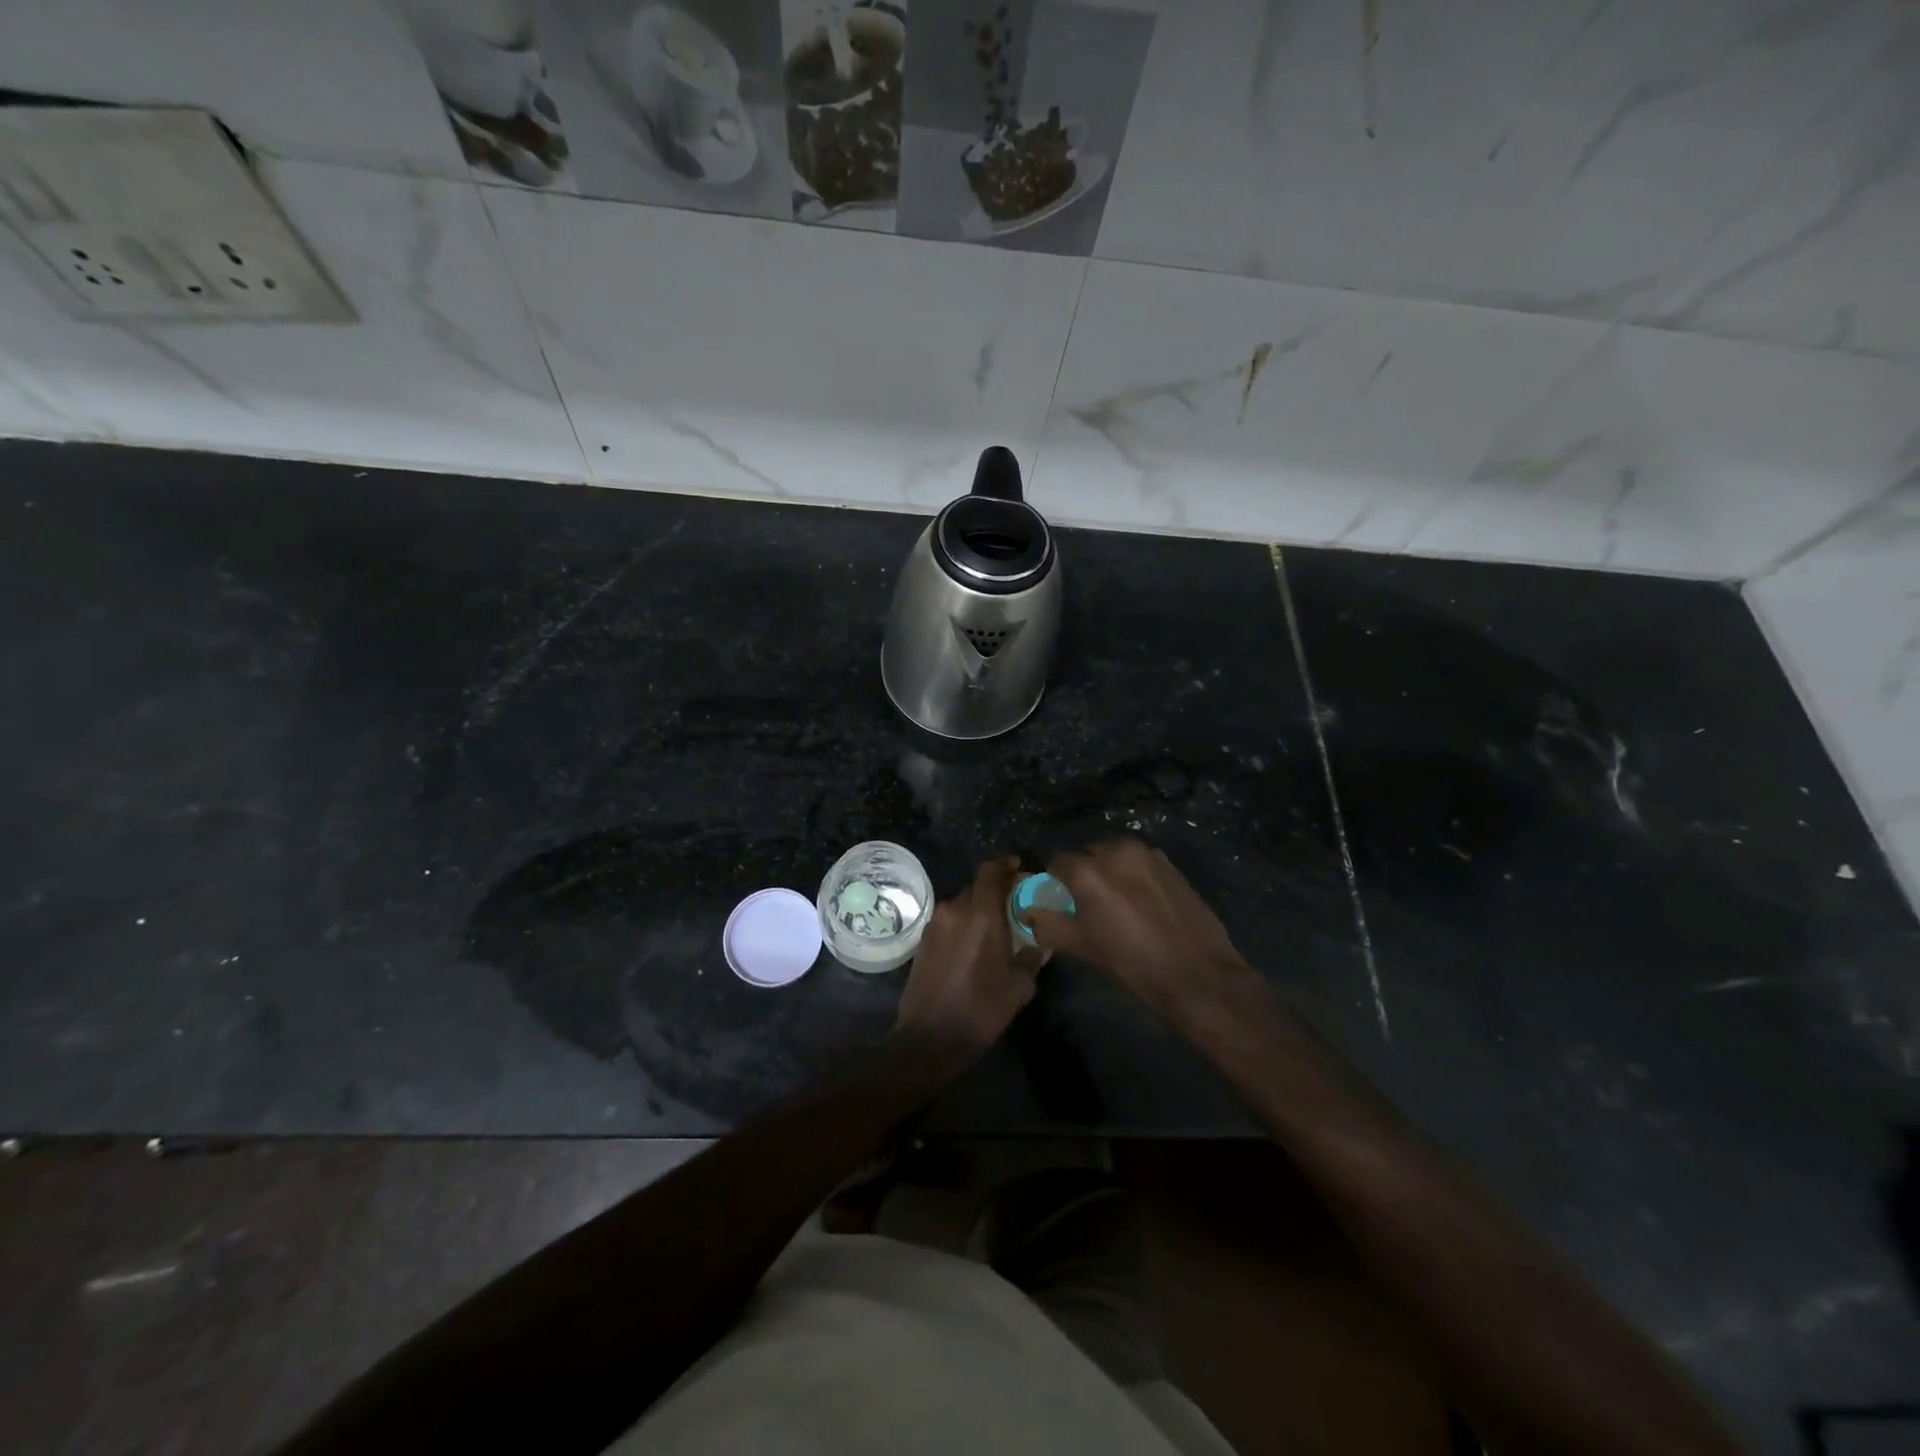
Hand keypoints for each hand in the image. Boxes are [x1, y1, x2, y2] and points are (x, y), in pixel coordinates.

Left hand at [895, 857, 1042, 1058]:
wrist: (930, 1038)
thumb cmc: (980, 1010)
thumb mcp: (1019, 986)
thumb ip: (1032, 956)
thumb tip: (1041, 942)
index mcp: (980, 915)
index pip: (990, 871)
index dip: (1006, 865)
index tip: (1020, 868)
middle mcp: (954, 910)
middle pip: (977, 886)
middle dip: (996, 889)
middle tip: (1016, 903)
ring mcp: (935, 924)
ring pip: (962, 903)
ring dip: (979, 907)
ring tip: (998, 926)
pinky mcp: (923, 940)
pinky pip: (950, 920)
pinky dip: (965, 922)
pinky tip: (976, 943)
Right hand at [1022, 838, 1255, 1022]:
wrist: (1197, 973)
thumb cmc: (1133, 964)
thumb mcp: (1082, 947)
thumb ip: (1049, 925)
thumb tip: (1028, 912)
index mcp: (1088, 870)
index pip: (1057, 861)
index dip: (1054, 880)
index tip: (1059, 899)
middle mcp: (1115, 850)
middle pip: (1086, 854)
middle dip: (1082, 872)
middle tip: (1087, 903)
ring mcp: (1146, 853)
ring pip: (1113, 854)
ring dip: (1108, 870)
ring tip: (1117, 902)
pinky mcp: (1168, 862)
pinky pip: (1137, 861)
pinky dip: (1131, 873)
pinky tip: (1141, 901)